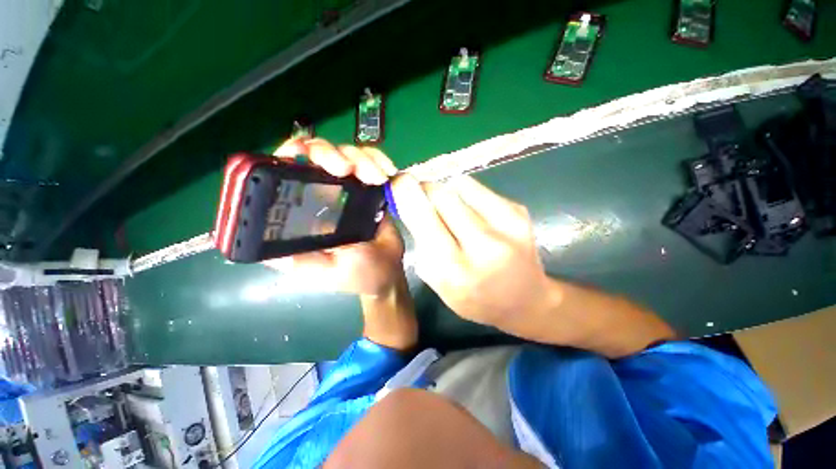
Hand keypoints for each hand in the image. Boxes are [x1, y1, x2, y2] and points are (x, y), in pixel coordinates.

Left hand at [263, 139, 404, 295]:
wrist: (390, 271)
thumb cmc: (355, 274)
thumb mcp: (320, 271)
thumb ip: (295, 258)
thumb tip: (256, 243)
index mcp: (304, 211)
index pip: (285, 171)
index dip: (287, 155)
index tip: (301, 155)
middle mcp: (324, 193)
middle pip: (315, 152)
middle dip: (327, 153)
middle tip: (345, 169)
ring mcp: (350, 187)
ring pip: (346, 152)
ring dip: (360, 159)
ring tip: (375, 178)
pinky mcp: (372, 187)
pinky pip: (372, 161)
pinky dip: (378, 159)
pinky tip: (386, 173)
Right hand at [390, 174, 552, 330]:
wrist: (525, 300)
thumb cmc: (474, 297)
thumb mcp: (438, 283)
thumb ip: (422, 243)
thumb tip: (411, 201)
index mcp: (454, 269)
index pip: (423, 217)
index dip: (407, 194)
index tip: (397, 182)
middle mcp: (482, 245)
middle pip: (440, 194)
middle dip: (424, 190)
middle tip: (422, 197)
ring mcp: (506, 225)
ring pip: (459, 185)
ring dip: (446, 192)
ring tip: (451, 210)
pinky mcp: (519, 211)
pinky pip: (478, 188)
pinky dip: (466, 193)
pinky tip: (472, 212)